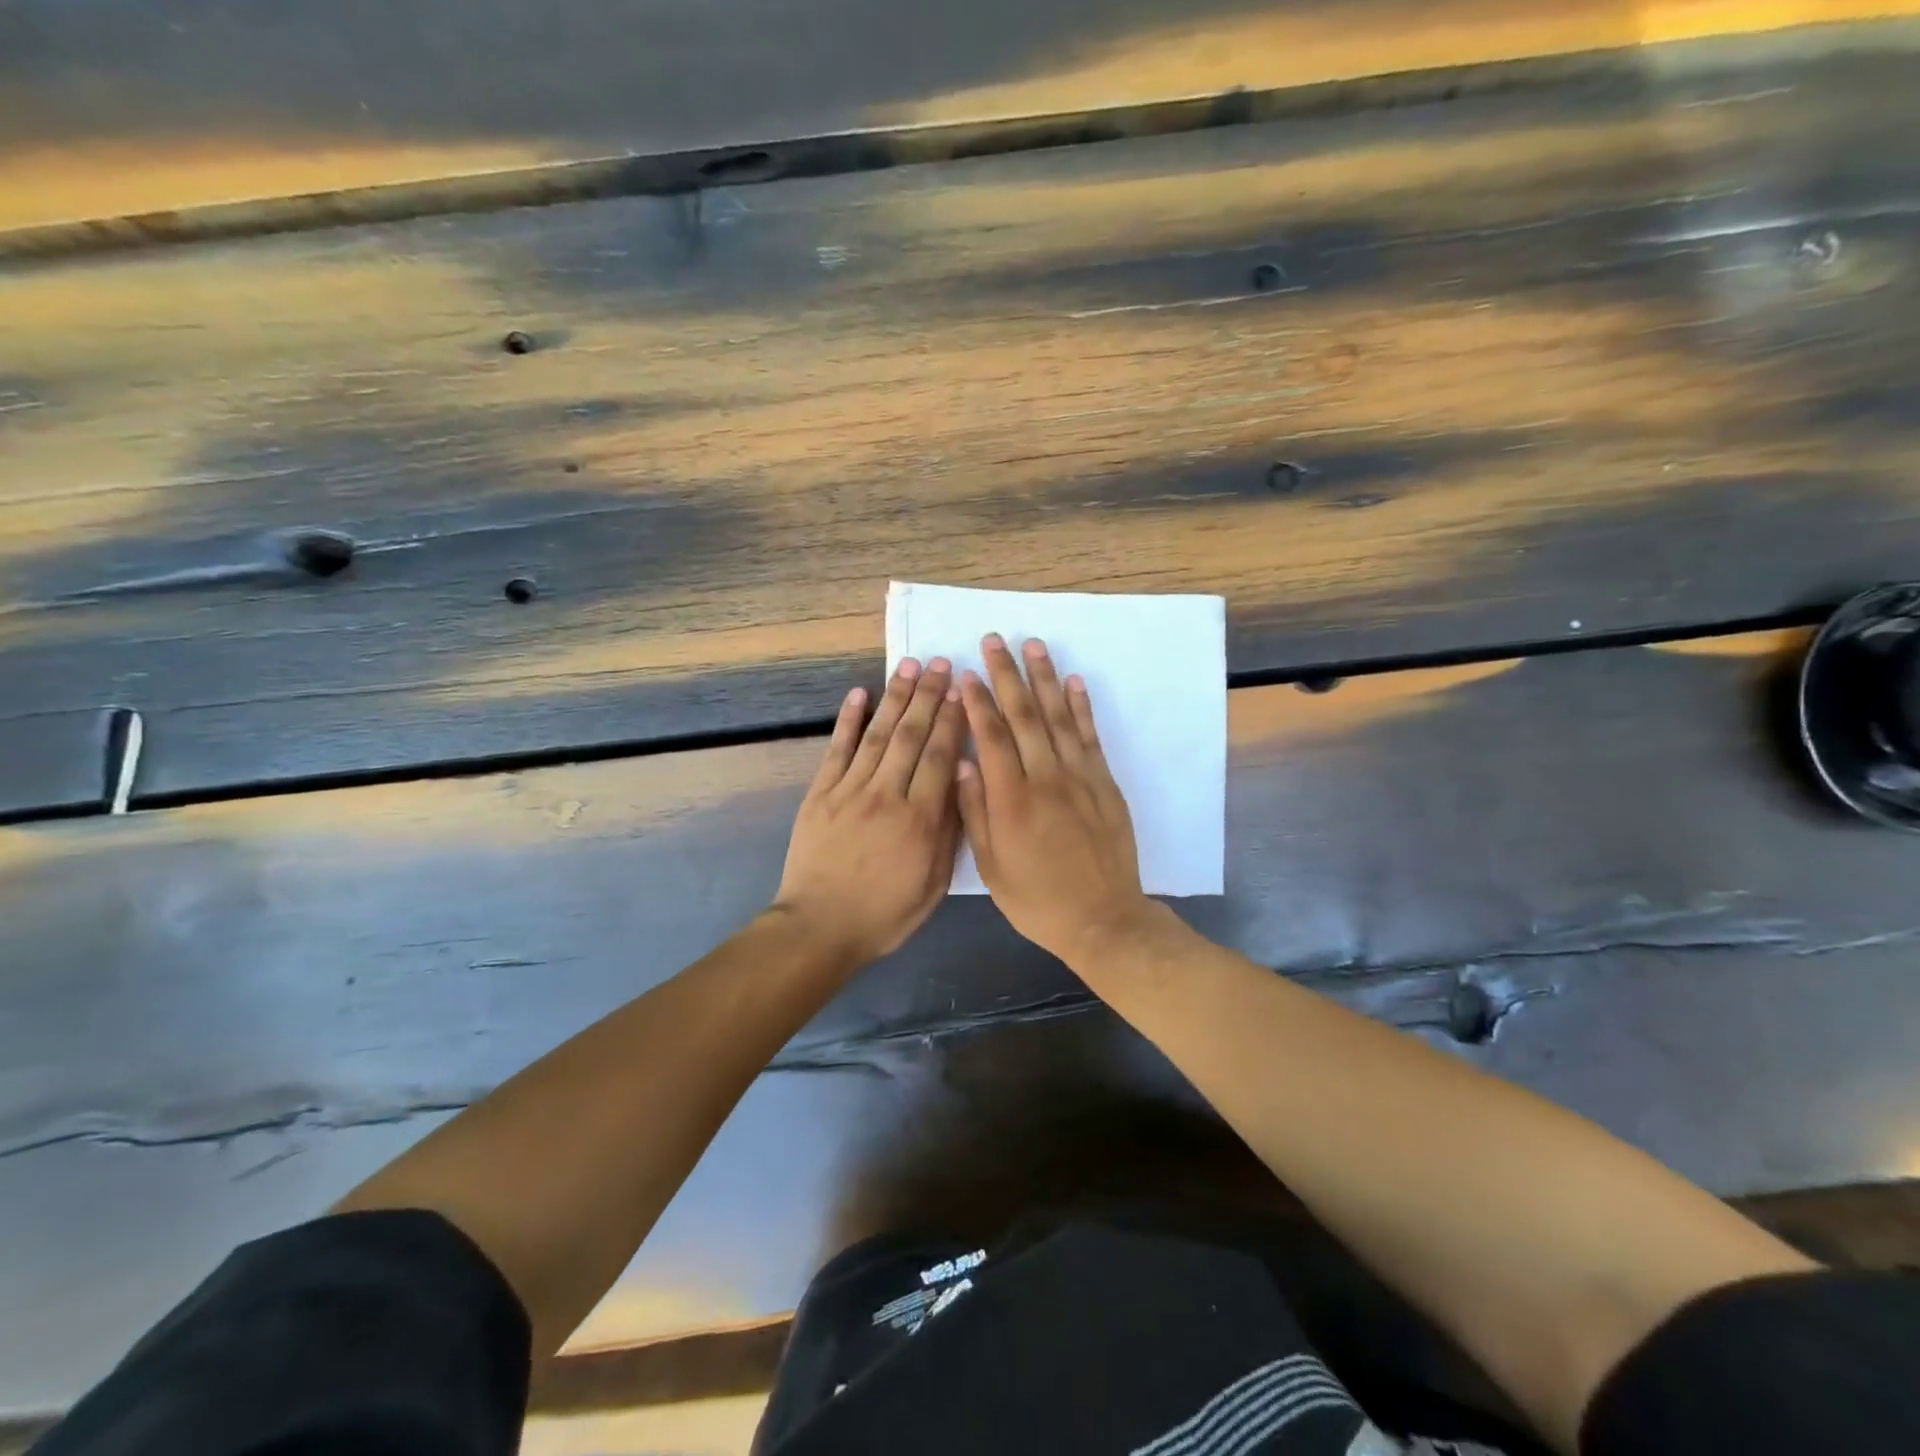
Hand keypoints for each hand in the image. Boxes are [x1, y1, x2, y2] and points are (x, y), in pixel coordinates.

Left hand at [773, 657, 966, 965]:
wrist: (819, 926)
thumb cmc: (885, 913)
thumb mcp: (932, 884)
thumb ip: (948, 833)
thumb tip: (959, 783)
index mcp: (920, 820)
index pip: (940, 756)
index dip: (953, 720)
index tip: (964, 690)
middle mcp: (886, 795)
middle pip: (911, 735)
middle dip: (929, 696)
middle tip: (942, 664)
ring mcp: (849, 790)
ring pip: (878, 734)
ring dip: (895, 697)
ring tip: (910, 666)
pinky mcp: (820, 793)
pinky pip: (837, 749)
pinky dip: (848, 720)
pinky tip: (859, 693)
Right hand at [956, 635, 1156, 964]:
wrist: (1102, 919)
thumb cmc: (1037, 899)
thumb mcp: (991, 866)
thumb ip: (975, 811)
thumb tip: (962, 763)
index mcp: (1011, 799)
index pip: (991, 736)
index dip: (977, 701)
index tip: (966, 673)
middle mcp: (1045, 777)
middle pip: (1023, 715)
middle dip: (1006, 675)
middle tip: (994, 640)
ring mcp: (1080, 777)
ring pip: (1058, 717)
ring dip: (1045, 678)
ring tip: (1033, 646)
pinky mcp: (1105, 783)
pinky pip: (1091, 736)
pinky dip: (1081, 707)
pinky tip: (1074, 682)